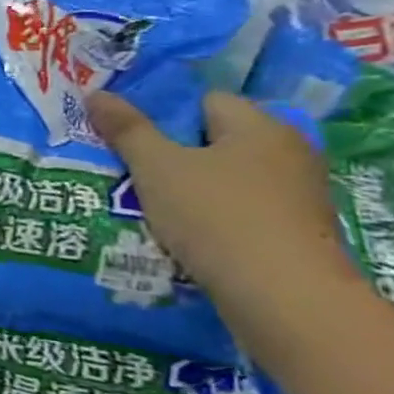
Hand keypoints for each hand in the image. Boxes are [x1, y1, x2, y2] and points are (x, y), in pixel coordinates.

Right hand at [85, 89, 366, 341]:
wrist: (286, 300)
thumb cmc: (217, 217)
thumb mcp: (157, 168)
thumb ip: (126, 129)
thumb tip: (95, 93)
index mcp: (260, 126)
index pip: (205, 101)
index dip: (164, 114)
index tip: (130, 137)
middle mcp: (288, 152)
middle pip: (217, 140)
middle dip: (175, 153)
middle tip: (132, 168)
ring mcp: (298, 196)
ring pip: (228, 178)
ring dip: (192, 188)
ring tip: (149, 204)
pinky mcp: (297, 233)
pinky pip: (242, 210)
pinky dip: (213, 217)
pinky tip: (184, 234)